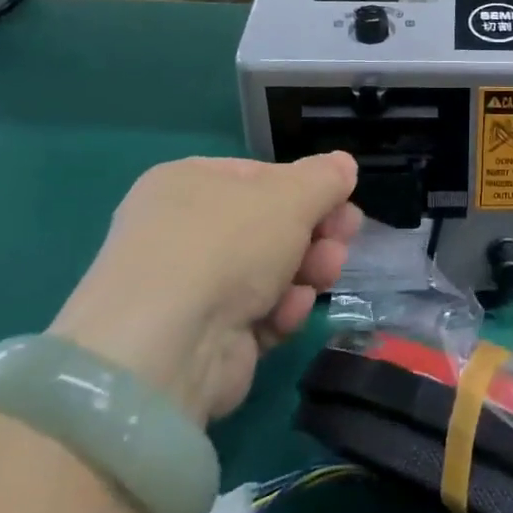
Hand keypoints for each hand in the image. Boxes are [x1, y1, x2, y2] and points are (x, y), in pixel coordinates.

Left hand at [49, 154, 360, 421]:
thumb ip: (325, 178)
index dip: (307, 189)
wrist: (168, 347)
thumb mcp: (290, 196)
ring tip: (324, 275)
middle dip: (316, 233)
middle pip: (272, 225)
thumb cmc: (227, 245)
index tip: (344, 201)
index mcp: (189, 183)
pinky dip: (281, 311)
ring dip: (308, 270)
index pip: (262, 176)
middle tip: (343, 239)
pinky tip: (288, 313)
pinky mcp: (205, 336)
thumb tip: (344, 165)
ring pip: (272, 270)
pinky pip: (259, 312)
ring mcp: (192, 287)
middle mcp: (183, 231)